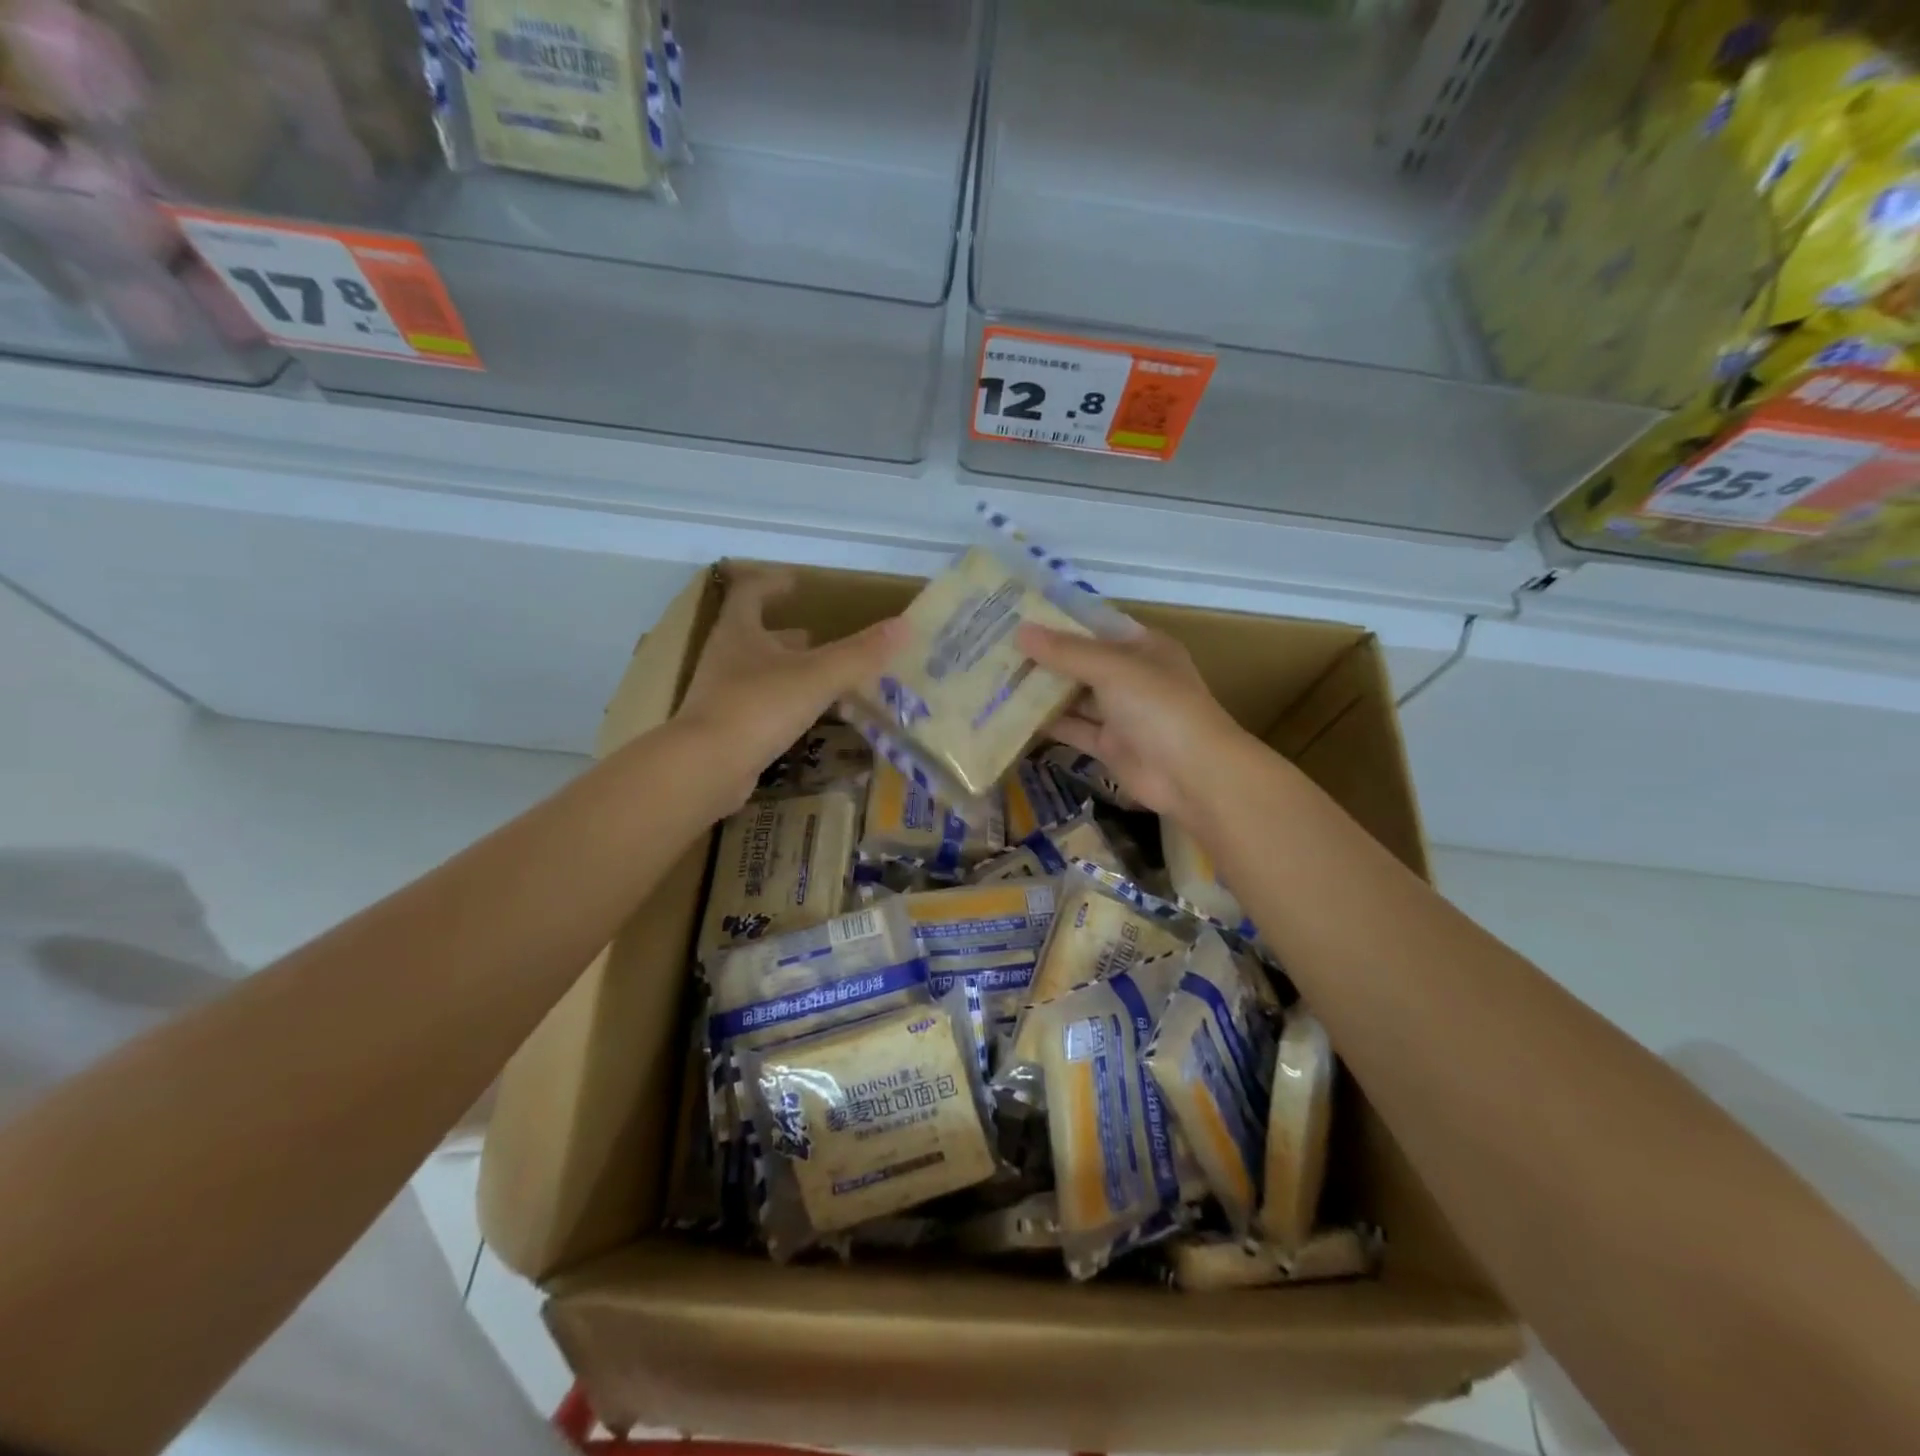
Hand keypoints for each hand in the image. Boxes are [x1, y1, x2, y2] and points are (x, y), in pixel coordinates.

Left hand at [676, 567, 905, 806]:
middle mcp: (726, 658)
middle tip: (816, 635)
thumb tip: (904, 625)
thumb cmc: (759, 707)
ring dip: (787, 668)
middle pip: (754, 634)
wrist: (707, 768)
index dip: (773, 584)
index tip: (796, 584)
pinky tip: (806, 715)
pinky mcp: (726, 728)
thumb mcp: (817, 676)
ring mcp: (722, 695)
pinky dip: (784, 701)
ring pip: (758, 671)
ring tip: (819, 674)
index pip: (751, 593)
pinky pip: (760, 705)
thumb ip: (860, 653)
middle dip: (786, 633)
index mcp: (740, 632)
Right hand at [1017, 621, 1252, 822]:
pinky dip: (1046, 724)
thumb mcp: (1113, 668)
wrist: (1192, 775)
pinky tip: (1010, 716)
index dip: (1057, 621)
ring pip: (1073, 697)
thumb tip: (1020, 632)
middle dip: (1042, 657)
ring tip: (994, 679)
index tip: (1016, 616)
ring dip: (1040, 691)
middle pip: (1079, 662)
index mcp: (1142, 647)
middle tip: (993, 649)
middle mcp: (1131, 676)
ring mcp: (1120, 713)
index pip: (1093, 627)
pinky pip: (1072, 729)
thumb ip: (1066, 652)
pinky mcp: (1108, 746)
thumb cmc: (1159, 707)